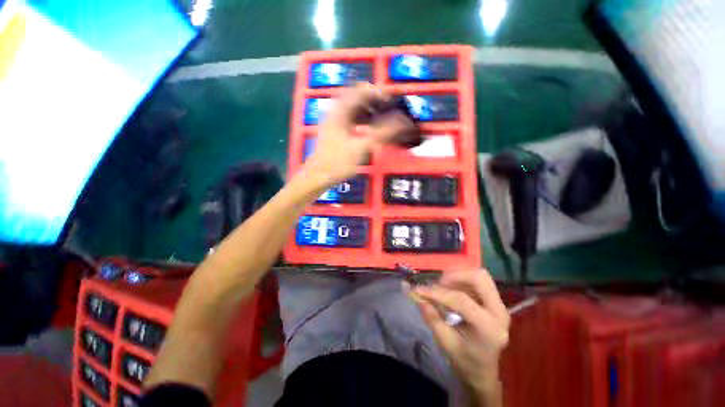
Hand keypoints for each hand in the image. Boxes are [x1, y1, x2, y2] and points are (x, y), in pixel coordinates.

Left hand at [305, 83, 413, 184]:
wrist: (318, 176)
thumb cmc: (338, 162)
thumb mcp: (362, 147)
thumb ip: (382, 133)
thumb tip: (401, 121)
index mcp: (340, 111)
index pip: (361, 91)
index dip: (378, 94)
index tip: (391, 103)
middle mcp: (335, 112)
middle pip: (357, 98)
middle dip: (374, 102)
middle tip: (388, 112)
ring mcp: (333, 121)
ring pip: (353, 109)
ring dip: (368, 112)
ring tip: (382, 120)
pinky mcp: (334, 131)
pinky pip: (351, 119)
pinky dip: (362, 121)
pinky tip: (369, 130)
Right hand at [407, 269, 509, 397]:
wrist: (483, 370)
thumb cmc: (464, 360)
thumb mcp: (445, 342)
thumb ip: (431, 316)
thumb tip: (415, 293)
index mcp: (489, 328)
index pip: (462, 301)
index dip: (438, 293)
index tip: (419, 289)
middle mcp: (499, 312)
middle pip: (479, 278)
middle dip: (455, 275)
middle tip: (438, 283)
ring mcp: (500, 305)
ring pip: (480, 275)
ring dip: (458, 276)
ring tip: (444, 286)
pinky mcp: (495, 300)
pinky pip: (478, 280)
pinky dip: (462, 279)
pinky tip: (452, 289)